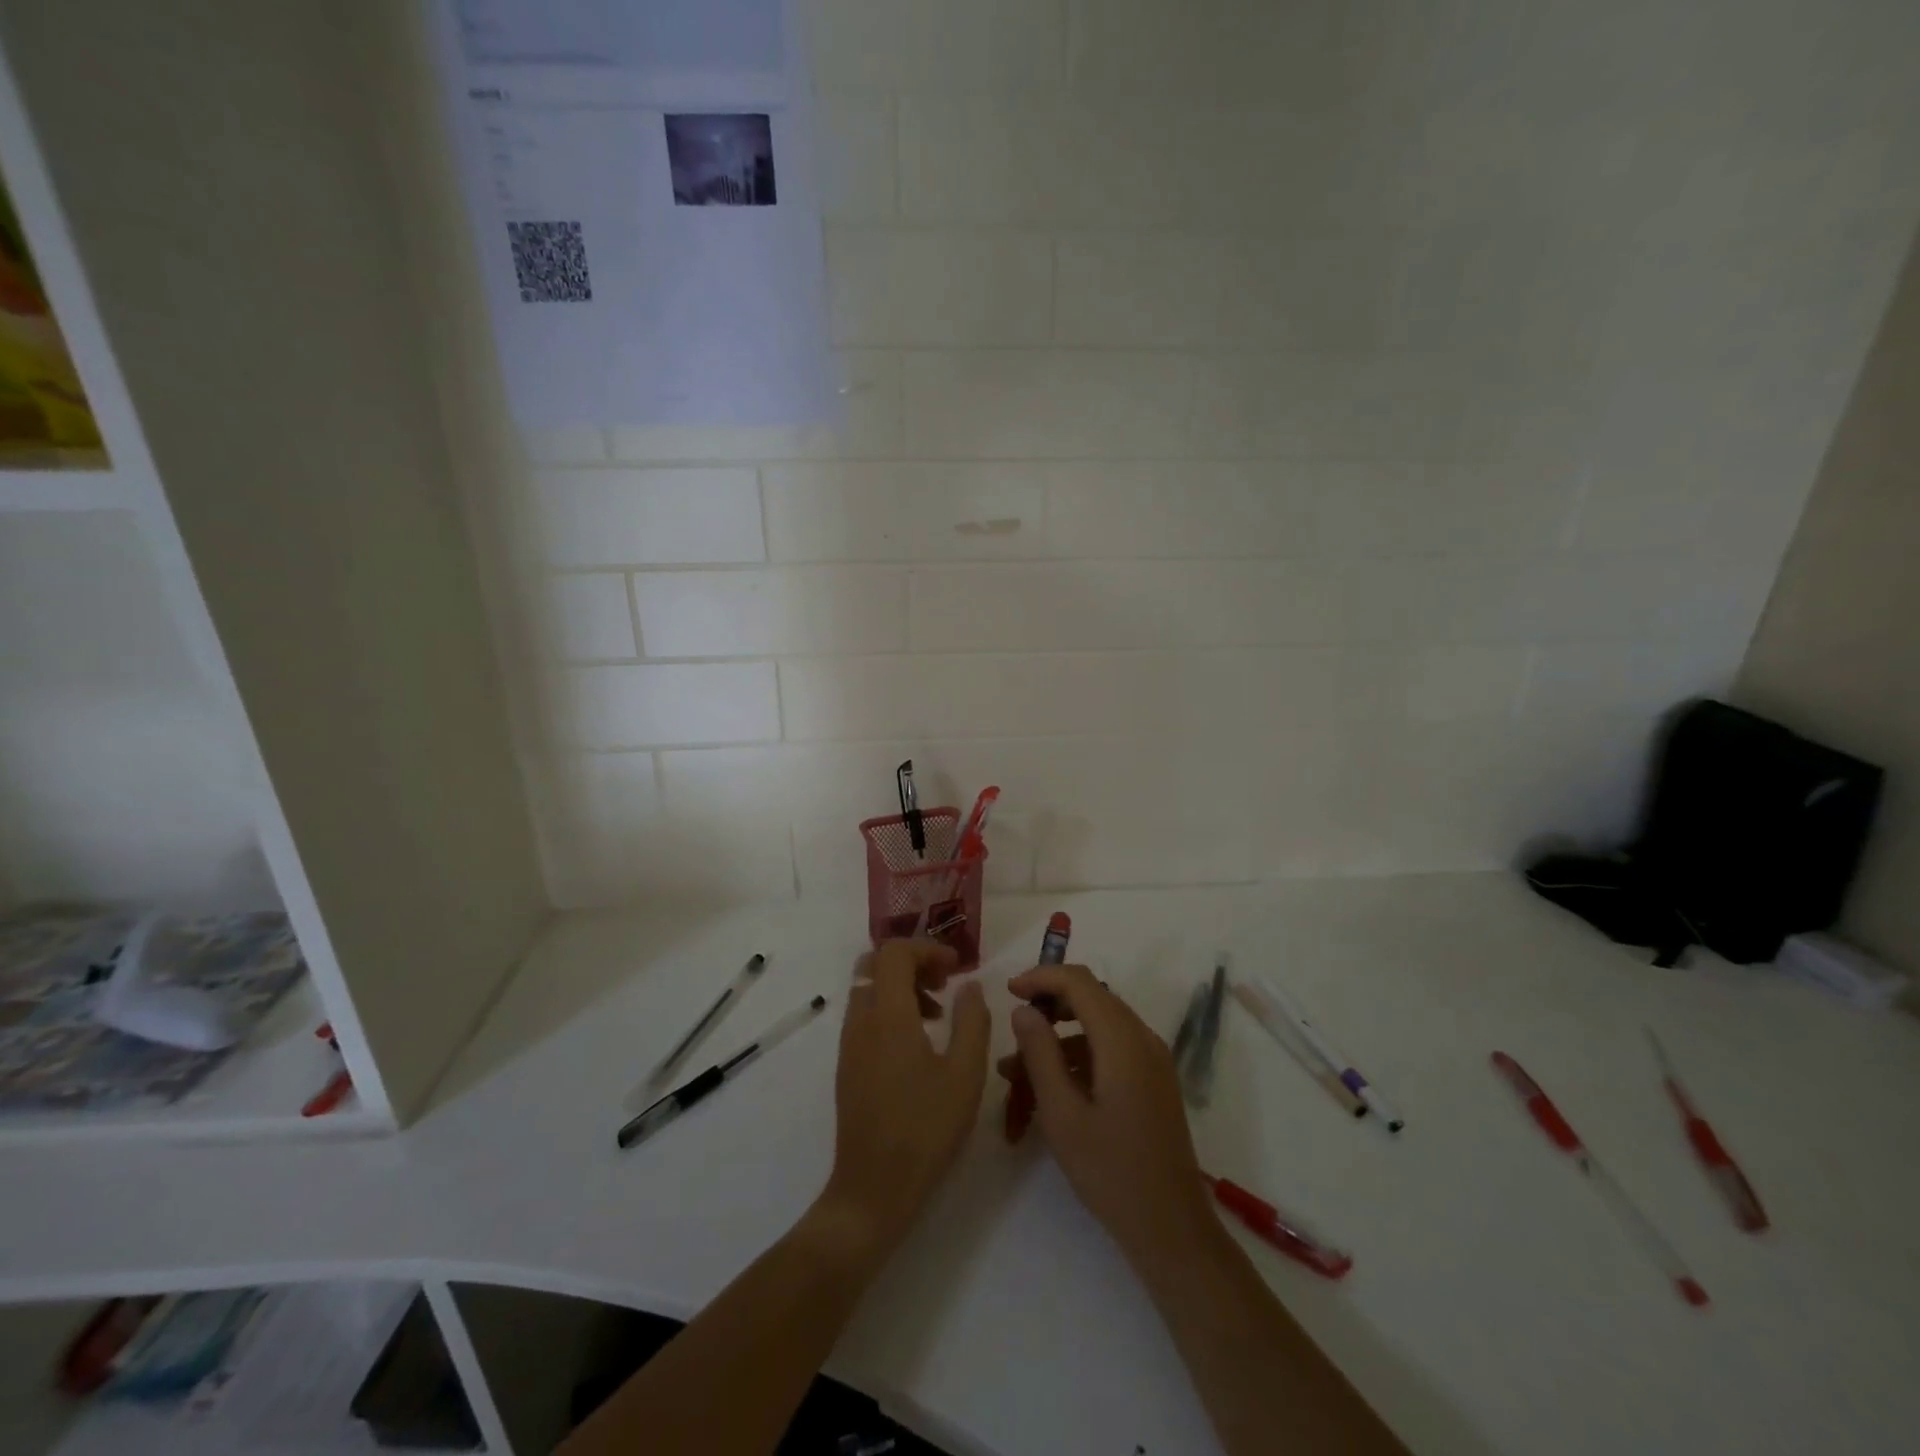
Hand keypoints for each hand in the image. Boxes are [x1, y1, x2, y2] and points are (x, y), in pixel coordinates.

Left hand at [819, 940, 990, 1253]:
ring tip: (938, 1015)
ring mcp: (849, 1044)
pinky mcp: (847, 1065)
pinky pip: (864, 1015)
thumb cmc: (925, 1129)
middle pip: (875, 963)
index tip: (957, 967)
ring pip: (868, 989)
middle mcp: (861, 1020)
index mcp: (888, 1015)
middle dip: (912, 962)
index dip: (927, 948)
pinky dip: (889, 1010)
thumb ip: (972, 1020)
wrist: (873, 1189)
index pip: (895, 952)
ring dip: (901, 986)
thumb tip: (969, 985)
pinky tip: (918, 1044)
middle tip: (945, 982)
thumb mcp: (965, 1074)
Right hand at [998, 963, 1214, 1270]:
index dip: (1041, 977)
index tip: (1008, 992)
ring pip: (1099, 1025)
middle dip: (1048, 1006)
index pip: (1079, 981)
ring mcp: (1152, 1059)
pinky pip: (1112, 1048)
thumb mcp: (1062, 1114)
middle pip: (1091, 998)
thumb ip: (1040, 1054)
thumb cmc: (1111, 1172)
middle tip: (1013, 1027)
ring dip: (1059, 1036)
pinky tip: (1052, 1087)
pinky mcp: (1154, 1080)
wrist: (1172, 1228)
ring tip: (1018, 1071)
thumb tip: (1023, 1010)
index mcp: (1122, 1039)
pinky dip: (1079, 1055)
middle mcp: (1142, 1038)